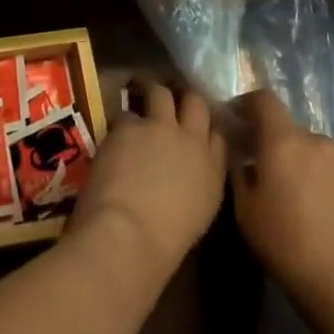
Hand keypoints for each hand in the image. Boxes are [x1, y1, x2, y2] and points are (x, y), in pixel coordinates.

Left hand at [70, 80, 226, 282]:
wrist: (130, 234)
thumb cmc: (165, 241)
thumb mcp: (198, 213)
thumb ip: (198, 183)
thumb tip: (186, 172)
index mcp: (213, 170)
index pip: (219, 133)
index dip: (206, 125)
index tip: (197, 124)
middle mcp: (192, 140)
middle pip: (195, 102)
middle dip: (184, 97)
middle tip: (171, 99)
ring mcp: (160, 127)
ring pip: (160, 93)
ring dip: (152, 92)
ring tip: (140, 92)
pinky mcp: (130, 125)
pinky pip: (126, 112)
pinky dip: (122, 121)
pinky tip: (114, 131)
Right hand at [231, 90, 333, 324]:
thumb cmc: (285, 242)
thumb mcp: (245, 208)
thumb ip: (237, 171)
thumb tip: (238, 155)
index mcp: (284, 140)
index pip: (263, 100)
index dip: (244, 103)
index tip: (231, 120)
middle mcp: (313, 140)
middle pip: (283, 124)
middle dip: (264, 136)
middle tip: (247, 159)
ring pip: (302, 145)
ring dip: (286, 155)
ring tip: (274, 185)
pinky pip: (319, 163)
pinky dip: (304, 170)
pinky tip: (298, 201)